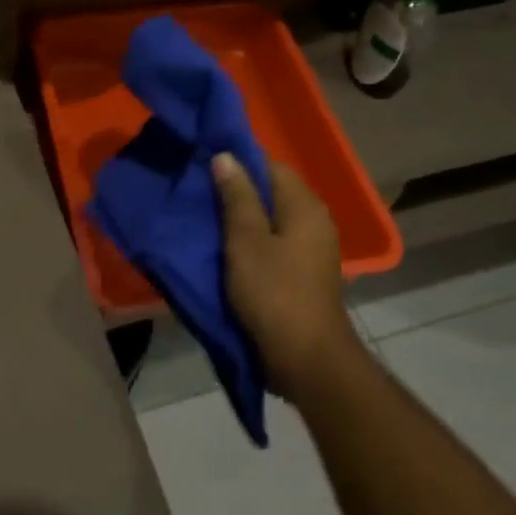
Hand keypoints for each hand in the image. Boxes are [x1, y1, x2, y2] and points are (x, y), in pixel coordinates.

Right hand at [212, 154, 363, 398]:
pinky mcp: (305, 274)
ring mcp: (313, 249)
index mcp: (304, 206)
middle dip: (237, 193)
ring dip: (242, 221)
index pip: (271, 165)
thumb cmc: (274, 293)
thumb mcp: (245, 240)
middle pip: (272, 193)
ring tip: (207, 224)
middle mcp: (315, 221)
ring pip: (272, 220)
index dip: (238, 164)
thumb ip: (236, 196)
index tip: (206, 169)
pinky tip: (228, 252)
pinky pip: (275, 244)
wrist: (307, 359)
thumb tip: (226, 156)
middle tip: (200, 197)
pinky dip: (253, 243)